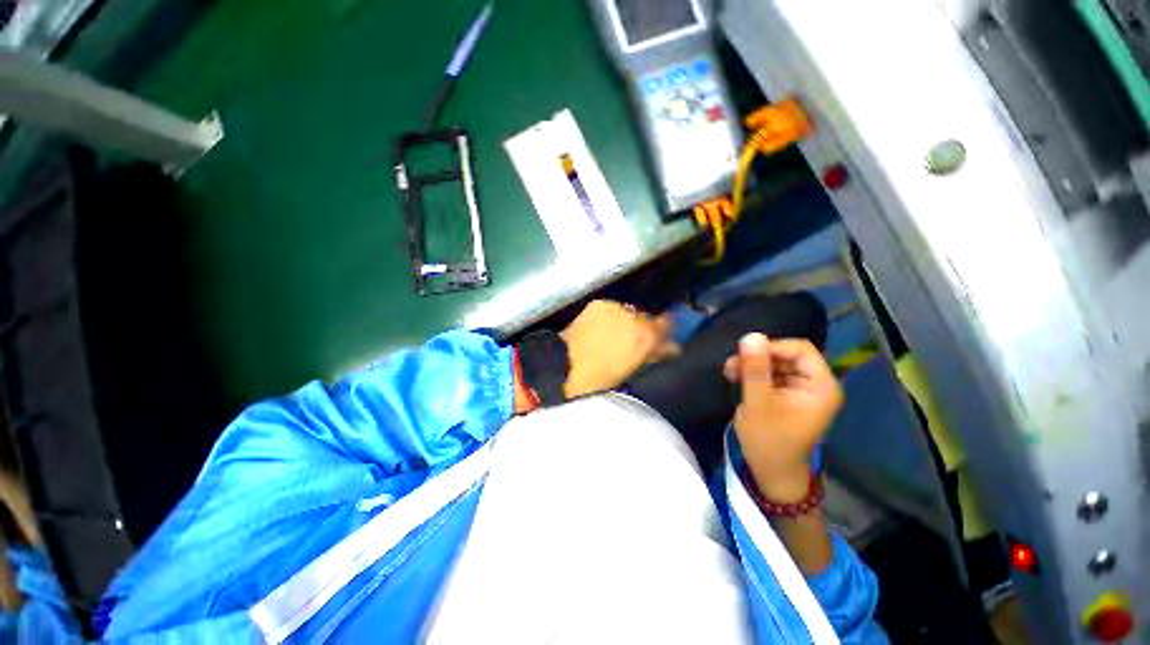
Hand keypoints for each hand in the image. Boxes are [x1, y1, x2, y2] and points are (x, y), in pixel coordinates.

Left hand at [560, 300, 678, 397]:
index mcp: (645, 337)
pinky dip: (611, 317)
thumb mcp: (631, 368)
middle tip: (634, 339)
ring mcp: (616, 308)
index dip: (666, 330)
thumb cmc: (600, 376)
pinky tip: (602, 328)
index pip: (666, 325)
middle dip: (644, 327)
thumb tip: (673, 347)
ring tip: (615, 334)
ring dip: (627, 321)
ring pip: (629, 312)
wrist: (565, 364)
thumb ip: (654, 354)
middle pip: (647, 317)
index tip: (664, 337)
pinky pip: (612, 309)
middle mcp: (634, 318)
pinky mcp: (600, 304)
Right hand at [725, 333, 842, 501]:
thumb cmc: (768, 441)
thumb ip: (755, 369)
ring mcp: (802, 390)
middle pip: (787, 355)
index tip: (745, 354)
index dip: (772, 347)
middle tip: (731, 365)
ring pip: (776, 364)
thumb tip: (751, 335)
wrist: (771, 473)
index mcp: (821, 386)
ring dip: (752, 365)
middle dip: (758, 357)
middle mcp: (816, 384)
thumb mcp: (758, 403)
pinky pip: (771, 375)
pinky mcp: (788, 396)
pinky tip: (735, 377)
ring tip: (729, 371)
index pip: (800, 350)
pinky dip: (753, 374)